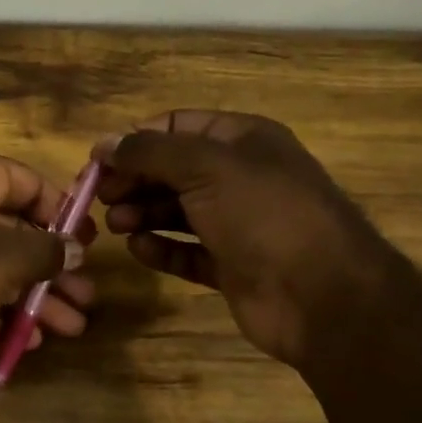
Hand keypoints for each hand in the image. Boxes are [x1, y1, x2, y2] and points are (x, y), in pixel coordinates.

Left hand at [0, 147, 95, 387]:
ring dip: (31, 297)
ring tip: (72, 327)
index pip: (25, 181)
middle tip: (86, 297)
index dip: (61, 211)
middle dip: (50, 269)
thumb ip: (47, 250)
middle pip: (11, 230)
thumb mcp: (8, 256)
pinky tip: (28, 340)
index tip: (87, 242)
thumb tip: (73, 248)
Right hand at [93, 111, 393, 366]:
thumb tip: (104, 144)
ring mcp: (237, 223)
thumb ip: (149, 152)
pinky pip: (186, 250)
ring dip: (142, 213)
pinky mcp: (232, 265)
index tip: (99, 162)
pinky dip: (161, 248)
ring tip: (116, 225)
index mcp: (243, 140)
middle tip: (100, 199)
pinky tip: (139, 249)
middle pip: (172, 170)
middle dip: (134, 180)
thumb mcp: (204, 167)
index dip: (136, 140)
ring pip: (176, 210)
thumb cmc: (263, 214)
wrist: (322, 296)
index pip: (177, 126)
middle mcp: (240, 177)